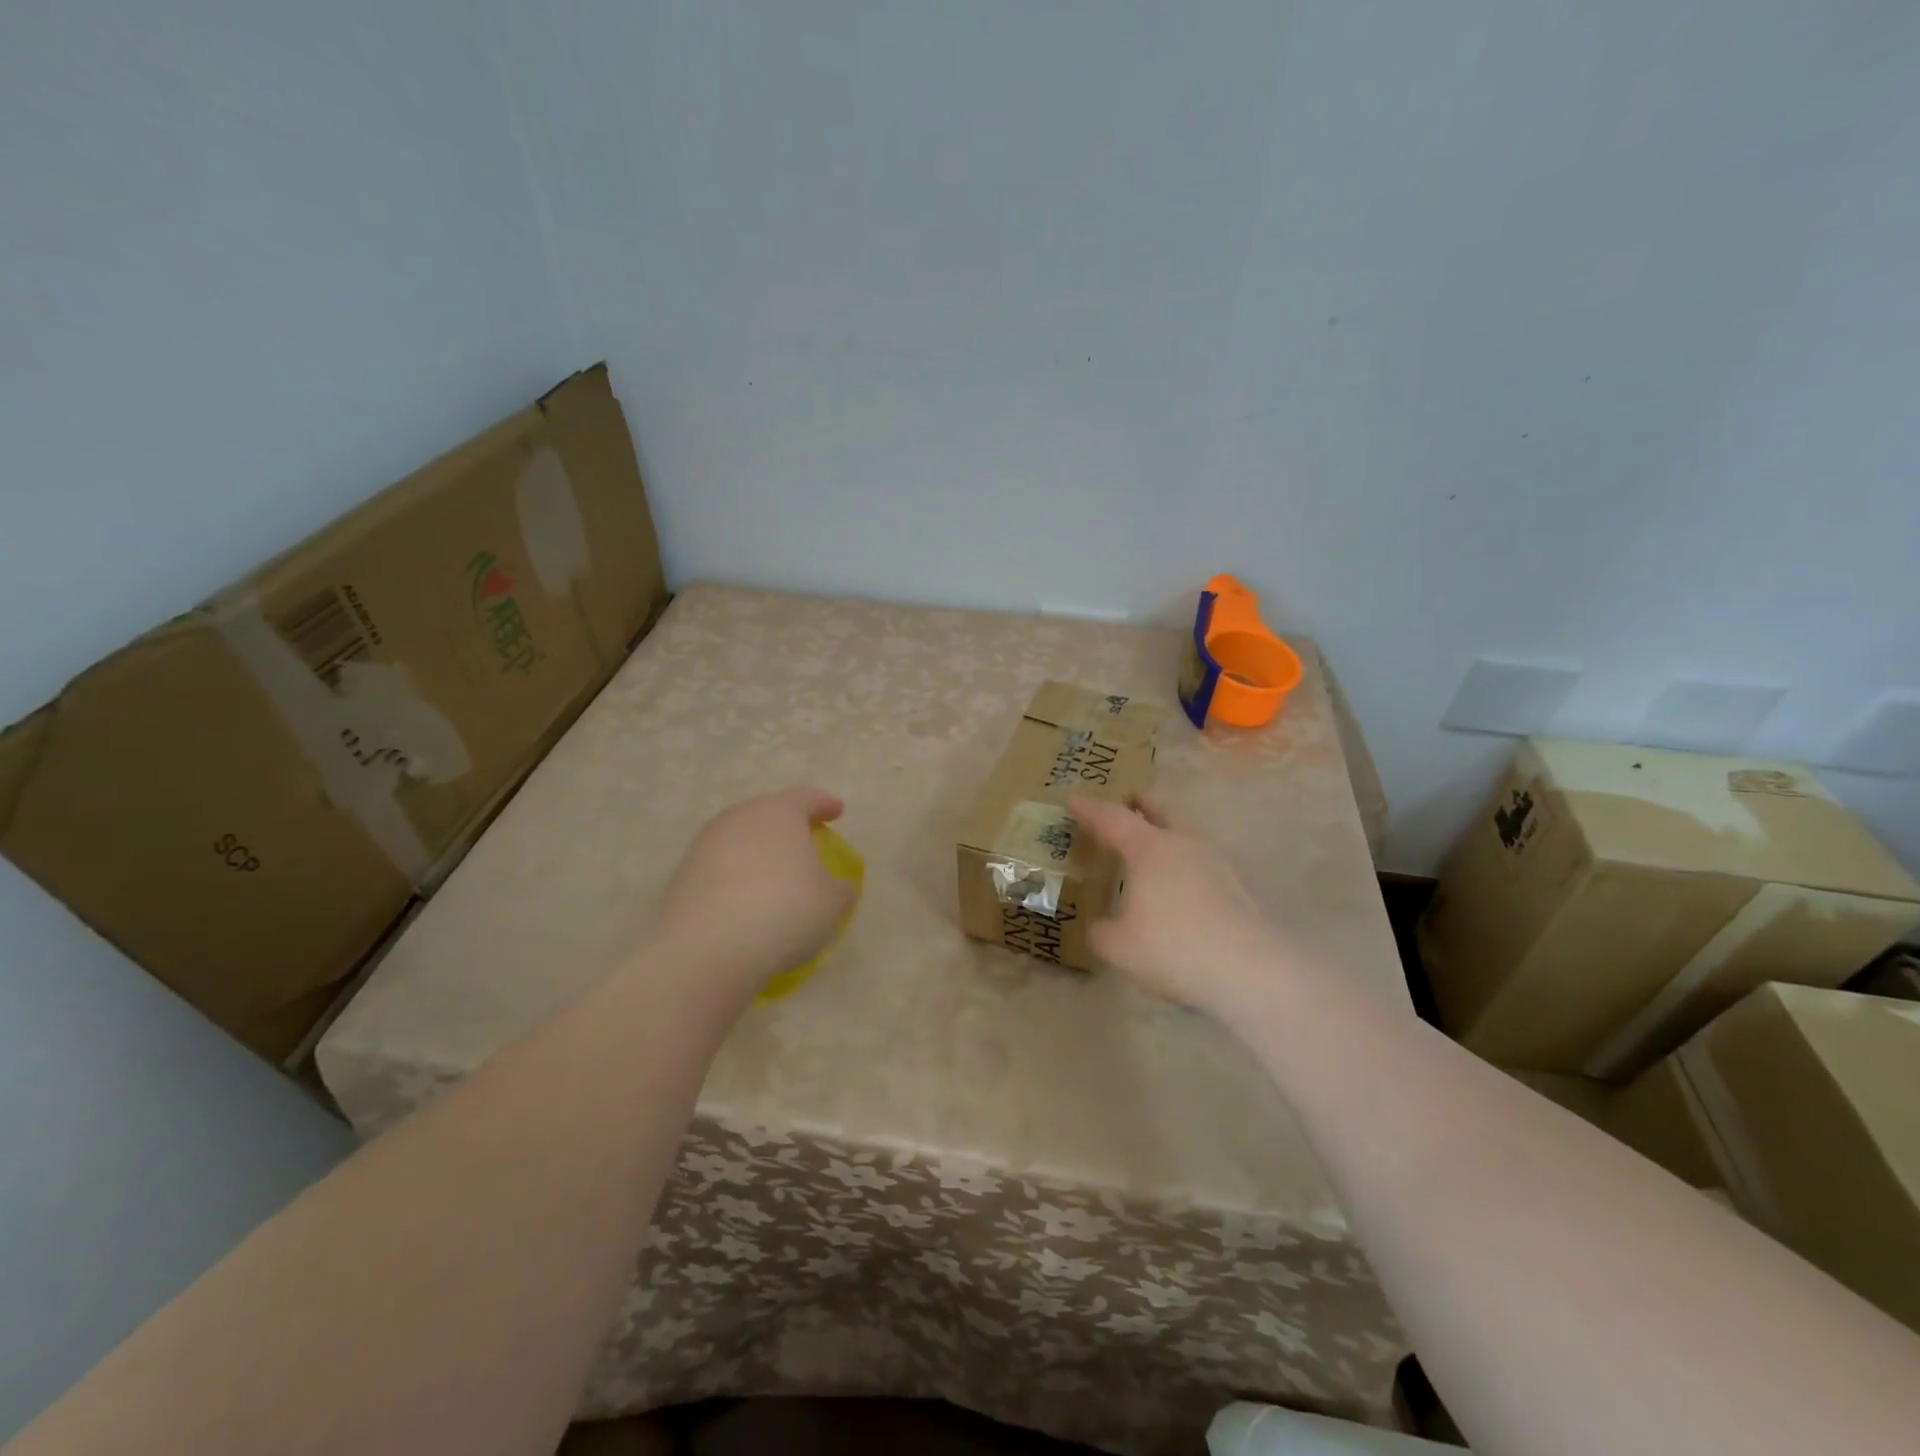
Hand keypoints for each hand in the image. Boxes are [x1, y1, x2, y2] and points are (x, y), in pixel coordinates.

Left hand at [653, 787, 856, 1000]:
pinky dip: (736, 877)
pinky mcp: (683, 875)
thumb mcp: (831, 903)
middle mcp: (740, 818)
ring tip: (774, 876)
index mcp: (779, 812)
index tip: (836, 811)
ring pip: (740, 839)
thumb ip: (840, 889)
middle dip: (787, 825)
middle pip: (768, 813)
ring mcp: (706, 845)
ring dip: (758, 852)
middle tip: (804, 842)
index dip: (824, 804)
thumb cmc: (785, 910)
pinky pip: (719, 867)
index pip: (806, 798)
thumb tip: (839, 887)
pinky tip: (746, 901)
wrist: (709, 947)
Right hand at [1069, 793, 1286, 1015]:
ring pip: (1185, 833)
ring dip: (1166, 832)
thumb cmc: (1172, 948)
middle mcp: (1183, 845)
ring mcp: (1215, 863)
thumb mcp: (1119, 946)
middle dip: (1141, 803)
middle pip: (1161, 809)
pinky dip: (1182, 861)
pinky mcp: (1235, 887)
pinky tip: (1176, 884)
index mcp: (1149, 849)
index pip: (1113, 818)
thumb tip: (1101, 927)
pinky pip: (1200, 860)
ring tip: (1150, 848)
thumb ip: (1102, 931)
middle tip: (1126, 801)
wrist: (1247, 972)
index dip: (1091, 808)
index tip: (1073, 798)